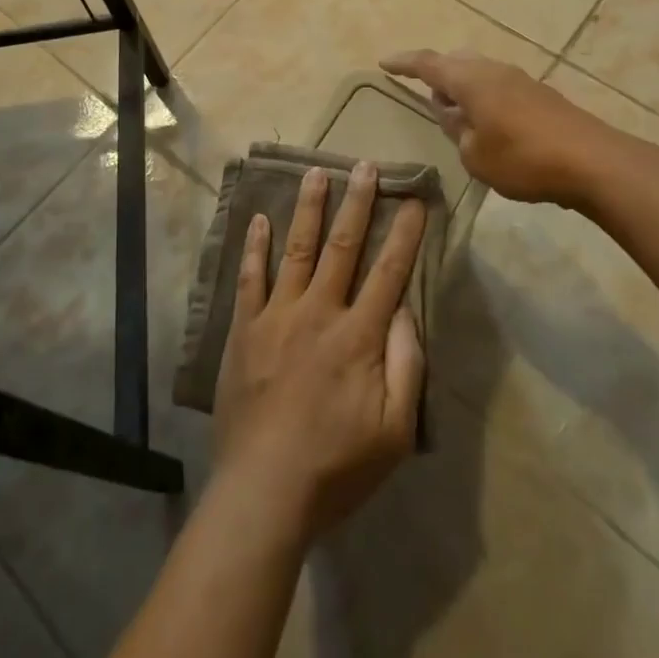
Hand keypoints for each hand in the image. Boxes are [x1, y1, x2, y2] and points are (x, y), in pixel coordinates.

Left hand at [212, 163, 426, 545]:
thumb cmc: (337, 466)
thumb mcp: (395, 430)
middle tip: (364, 166)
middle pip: (342, 246)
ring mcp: (277, 315)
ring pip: (296, 249)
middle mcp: (318, 311)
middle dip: (357, 203)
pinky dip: (255, 246)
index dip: (404, 234)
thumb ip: (407, 365)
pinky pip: (250, 277)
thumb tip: (406, 310)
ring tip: (316, 173)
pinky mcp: (244, 329)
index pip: (388, 272)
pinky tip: (259, 219)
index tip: (414, 200)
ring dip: (308, 209)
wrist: (264, 491)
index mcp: (358, 336)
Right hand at [381, 48, 629, 205]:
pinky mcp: (540, 95)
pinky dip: (484, 97)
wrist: (593, 161)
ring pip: (479, 72)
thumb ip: (457, 132)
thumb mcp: (475, 155)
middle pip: (456, 62)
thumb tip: (454, 115)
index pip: (427, 64)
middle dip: (437, 74)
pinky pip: (498, 86)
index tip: (384, 62)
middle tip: (425, 93)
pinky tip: (488, 123)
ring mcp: (520, 79)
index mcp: (470, 80)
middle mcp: (493, 70)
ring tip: (457, 113)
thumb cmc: (523, 158)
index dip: (404, 63)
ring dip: (463, 87)